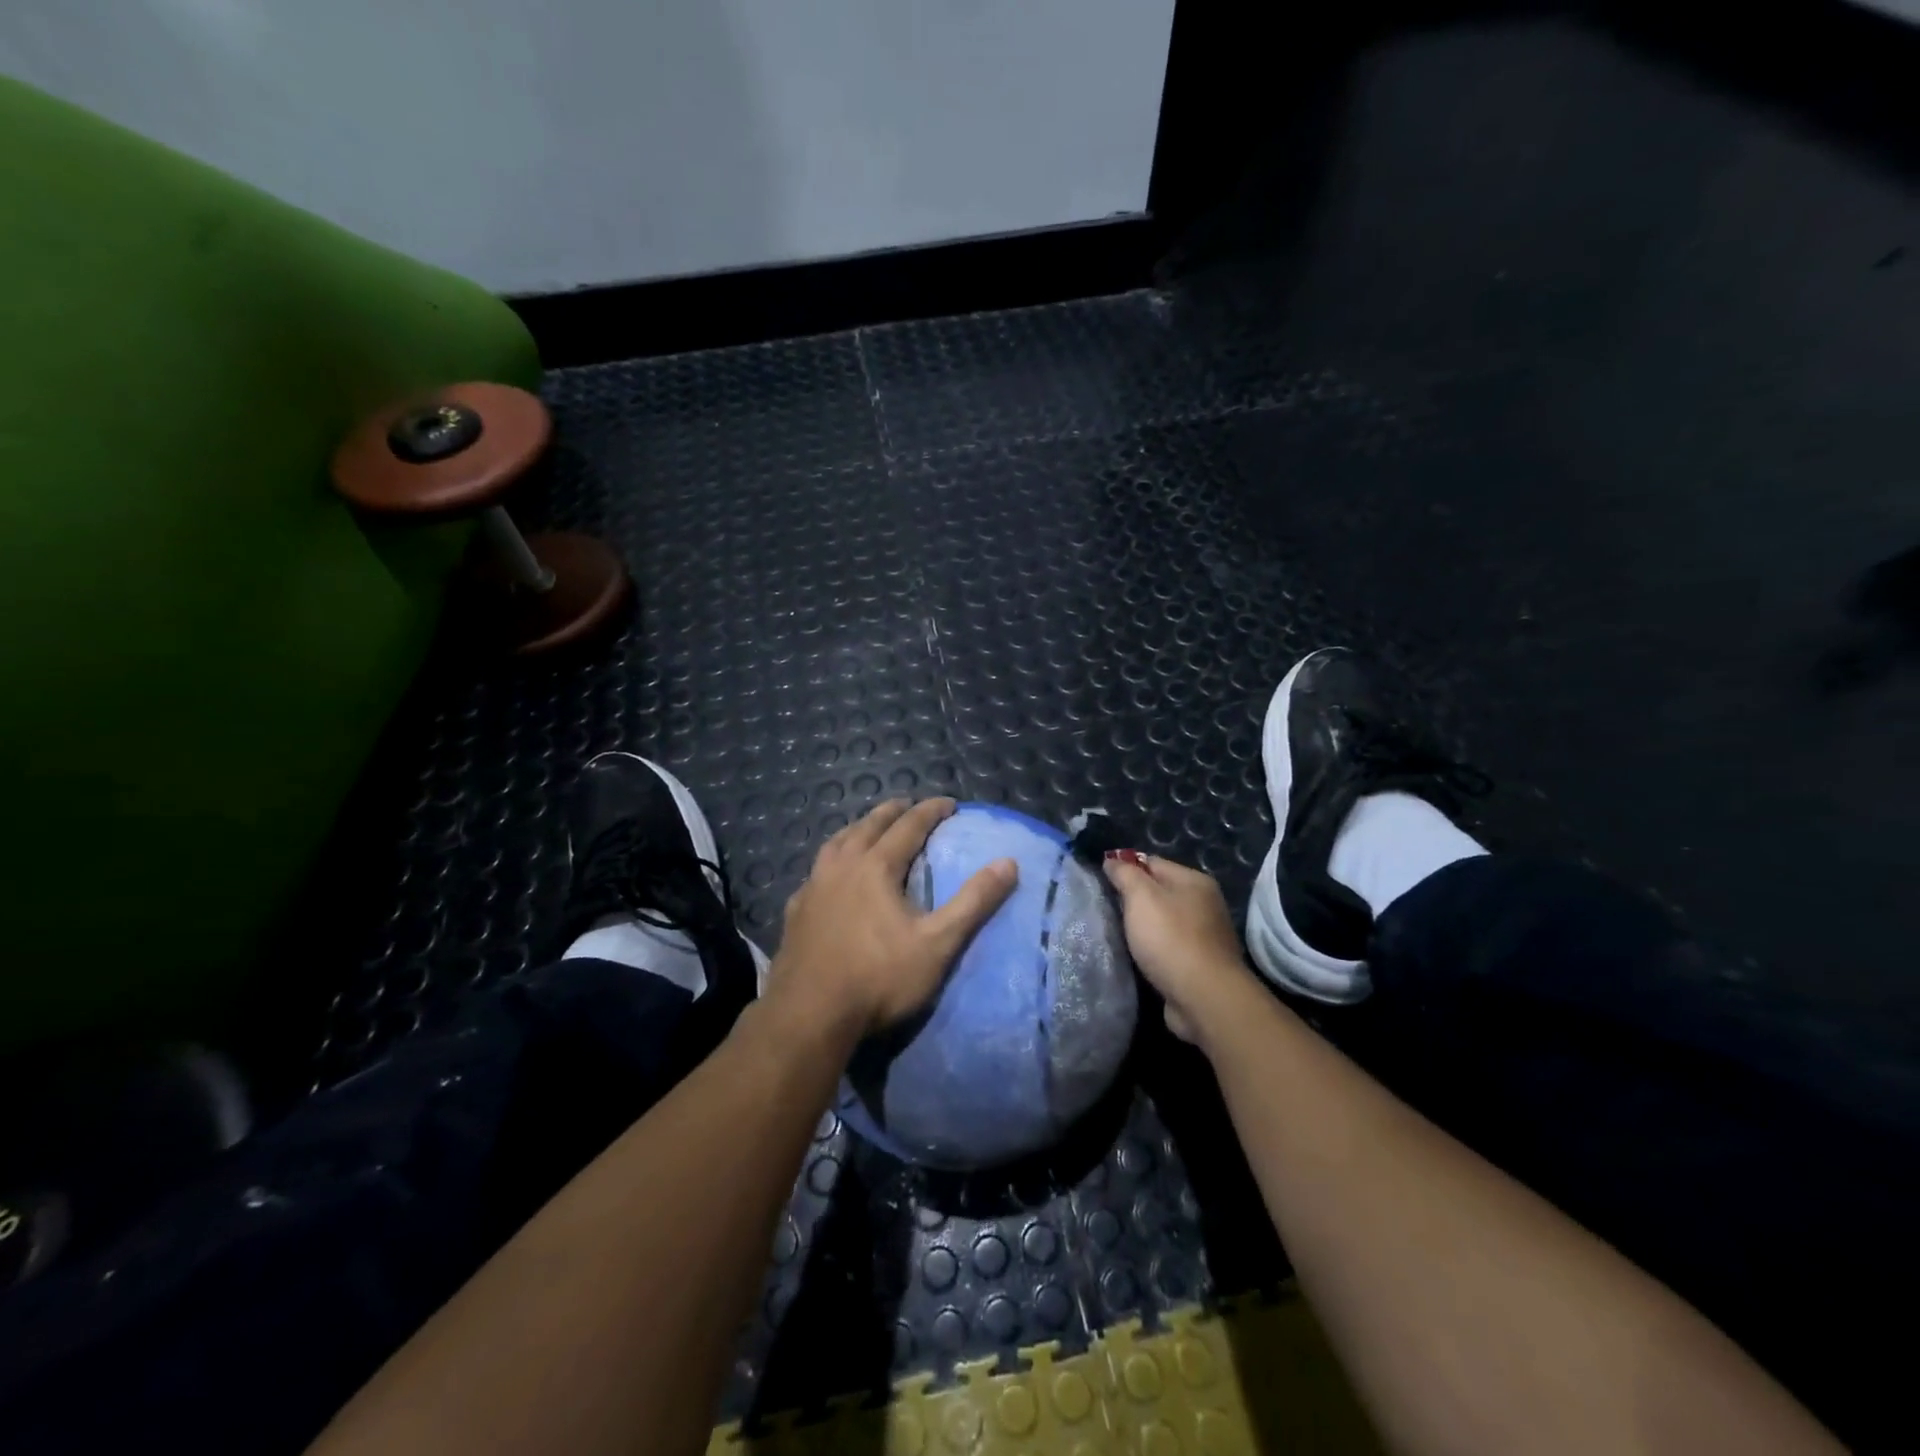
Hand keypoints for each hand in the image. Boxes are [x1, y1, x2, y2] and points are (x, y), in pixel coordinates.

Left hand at [771, 798, 1016, 1038]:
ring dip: (857, 829)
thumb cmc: (879, 978)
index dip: (931, 811)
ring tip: (868, 829)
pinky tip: (831, 876)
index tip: (949, 803)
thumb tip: (1008, 863)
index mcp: (876, 867)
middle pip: (868, 826)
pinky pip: (815, 872)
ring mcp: (813, 888)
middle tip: (908, 805)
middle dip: (891, 812)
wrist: (810, 1015)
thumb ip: (973, 902)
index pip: (909, 826)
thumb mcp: (938, 943)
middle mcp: (841, 867)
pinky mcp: (795, 911)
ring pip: (836, 843)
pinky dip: (831, 861)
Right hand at [1102, 851, 1259, 1043]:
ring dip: (1142, 928)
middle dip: (1133, 900)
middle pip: (1158, 892)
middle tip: (1107, 910)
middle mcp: (1204, 904)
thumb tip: (1112, 860)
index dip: (1125, 870)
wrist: (1203, 998)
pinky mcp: (1200, 964)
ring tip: (1119, 935)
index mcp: (1194, 881)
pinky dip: (1153, 950)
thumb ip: (1125, 874)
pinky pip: (1168, 947)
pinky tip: (1138, 957)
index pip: (1151, 863)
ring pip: (1163, 922)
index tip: (1101, 883)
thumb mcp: (1141, 897)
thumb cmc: (1170, 939)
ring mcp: (1205, 936)